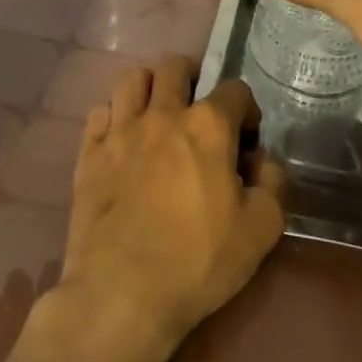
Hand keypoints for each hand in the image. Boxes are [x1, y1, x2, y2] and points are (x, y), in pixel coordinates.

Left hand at [53, 55, 285, 361]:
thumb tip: (262, 161)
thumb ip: (273, 182)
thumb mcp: (262, 228)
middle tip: (198, 111)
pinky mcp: (88, 154)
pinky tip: (122, 139)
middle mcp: (162, 114)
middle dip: (193, 79)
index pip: (235, 89)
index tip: (246, 140)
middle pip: (175, 67)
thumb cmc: (199, 261)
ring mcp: (120, 131)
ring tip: (157, 114)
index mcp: (208, 126)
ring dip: (150, 88)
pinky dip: (114, 116)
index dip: (246, 110)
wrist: (122, 294)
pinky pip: (99, 113)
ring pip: (132, 79)